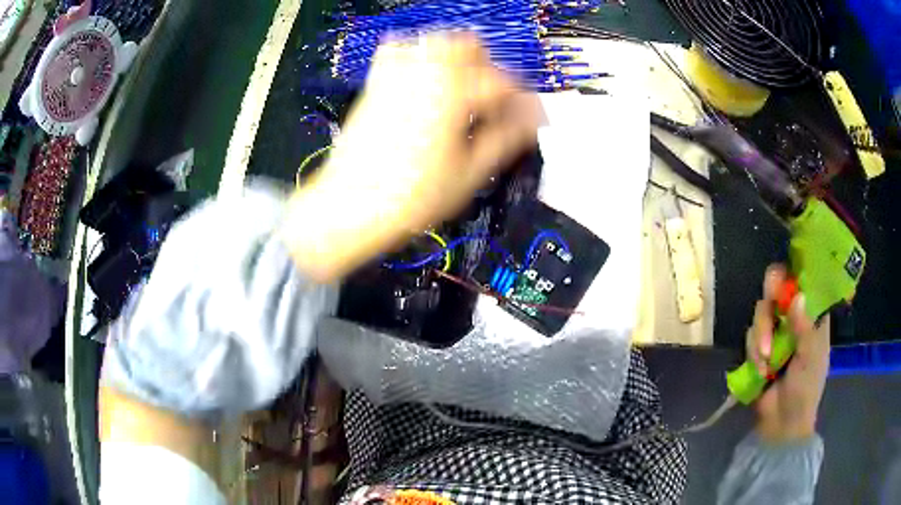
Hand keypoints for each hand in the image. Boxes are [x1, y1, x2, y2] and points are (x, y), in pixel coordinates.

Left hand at [280, 32, 539, 280]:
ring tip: (463, 91)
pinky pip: (399, 51)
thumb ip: (505, 139)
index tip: (530, 119)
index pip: (503, 83)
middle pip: (470, 46)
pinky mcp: (375, 83)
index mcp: (454, 93)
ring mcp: (396, 74)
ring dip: (458, 59)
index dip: (522, 102)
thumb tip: (532, 119)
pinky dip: (419, 56)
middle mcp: (426, 72)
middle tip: (493, 104)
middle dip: (489, 70)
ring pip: (437, 41)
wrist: (349, 207)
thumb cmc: (412, 198)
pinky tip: (425, 82)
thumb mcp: (470, 174)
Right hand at [746, 264, 830, 441]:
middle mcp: (793, 319)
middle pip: (776, 294)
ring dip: (760, 336)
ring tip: (765, 363)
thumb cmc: (805, 390)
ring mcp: (776, 334)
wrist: (782, 425)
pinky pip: (750, 337)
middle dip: (769, 310)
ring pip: (761, 315)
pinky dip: (753, 352)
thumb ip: (804, 328)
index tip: (782, 282)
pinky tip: (761, 371)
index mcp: (812, 317)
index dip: (793, 277)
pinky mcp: (759, 349)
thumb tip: (796, 296)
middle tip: (768, 311)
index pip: (803, 283)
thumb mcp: (810, 359)